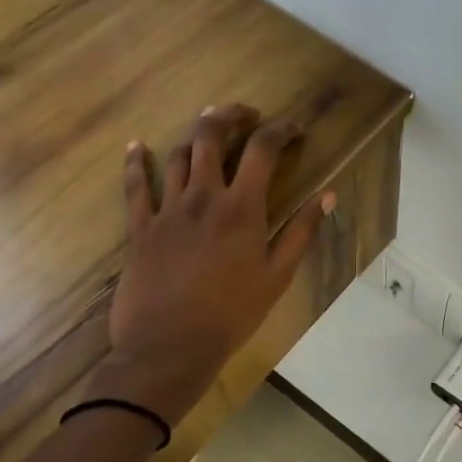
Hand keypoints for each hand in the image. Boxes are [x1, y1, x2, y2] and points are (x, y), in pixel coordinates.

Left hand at [97, 104, 333, 422]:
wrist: (169, 347)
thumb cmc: (232, 314)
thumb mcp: (277, 276)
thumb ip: (301, 231)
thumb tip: (327, 195)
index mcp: (242, 208)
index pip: (263, 150)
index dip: (281, 131)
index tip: (293, 130)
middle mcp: (203, 197)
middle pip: (211, 136)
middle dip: (229, 115)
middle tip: (244, 114)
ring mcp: (167, 209)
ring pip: (177, 155)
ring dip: (193, 136)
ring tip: (206, 129)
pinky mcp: (140, 227)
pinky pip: (134, 186)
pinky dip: (135, 162)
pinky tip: (135, 146)